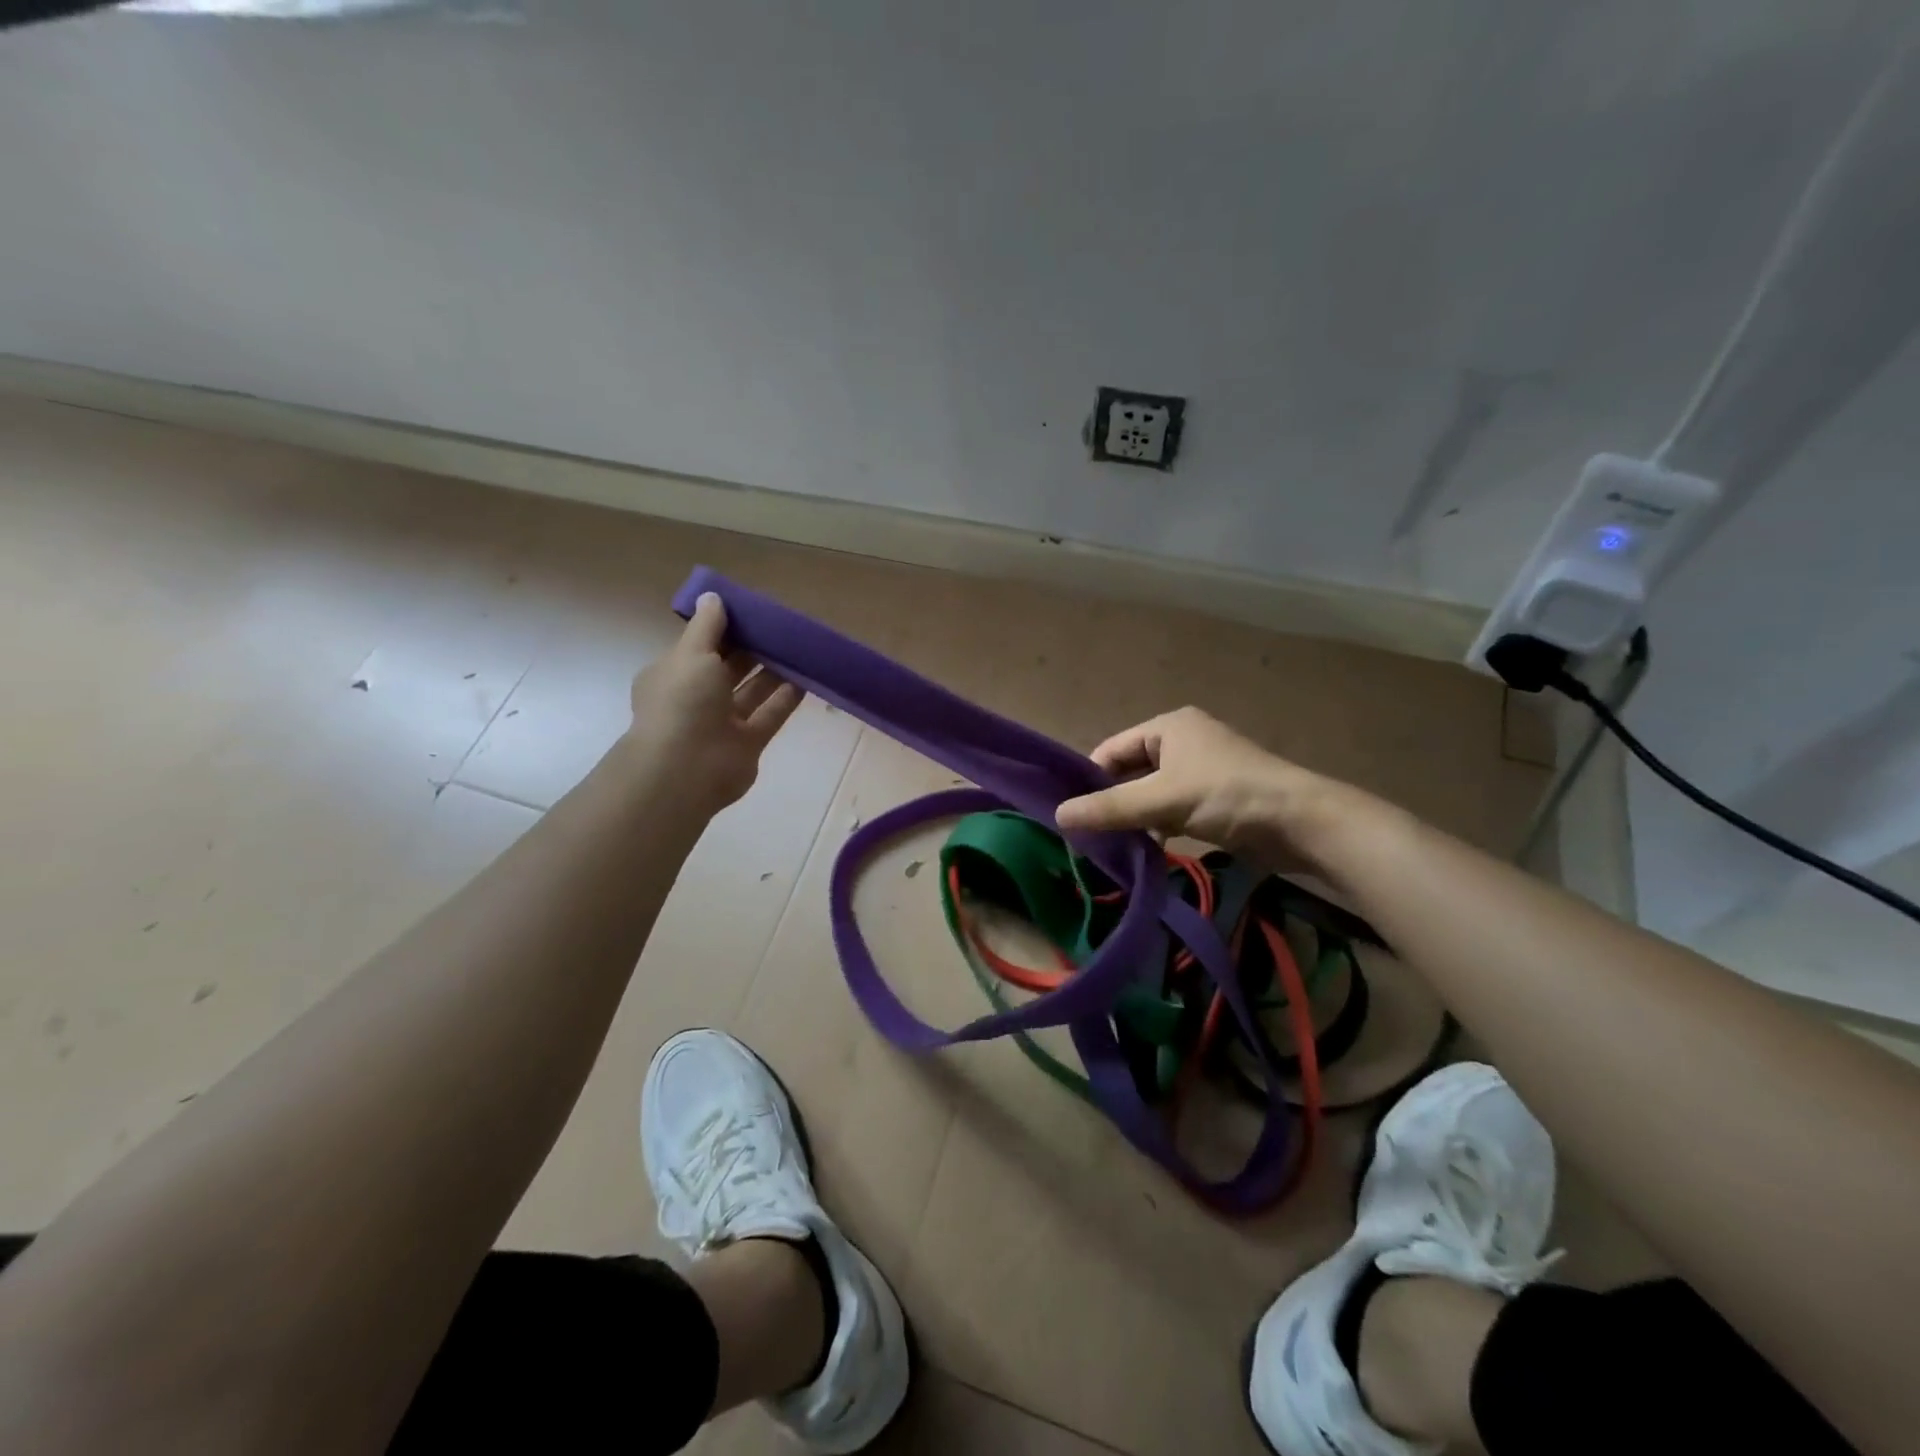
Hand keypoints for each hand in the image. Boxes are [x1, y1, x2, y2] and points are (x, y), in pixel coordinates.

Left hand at [623, 593, 802, 814]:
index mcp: (673, 675)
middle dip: (752, 649)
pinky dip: (786, 697)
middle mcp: (696, 698)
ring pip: (752, 691)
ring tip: (799, 648)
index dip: (722, 628)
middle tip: (781, 627)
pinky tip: (807, 677)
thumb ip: (707, 626)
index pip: (699, 646)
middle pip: (728, 668)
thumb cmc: (682, 703)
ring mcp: (723, 723)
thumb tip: (713, 597)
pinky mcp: (749, 743)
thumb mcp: (691, 654)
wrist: (687, 770)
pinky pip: (770, 714)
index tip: (749, 612)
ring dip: (773, 671)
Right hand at [1054, 706, 1369, 872]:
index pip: (1111, 749)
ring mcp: (1200, 772)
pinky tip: (1145, 851)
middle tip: (1085, 834)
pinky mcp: (1214, 800)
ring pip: (1150, 794)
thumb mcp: (1162, 799)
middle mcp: (1182, 742)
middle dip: (1110, 801)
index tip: (1070, 812)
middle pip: (1130, 772)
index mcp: (1168, 726)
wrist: (1301, 822)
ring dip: (1133, 818)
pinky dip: (1157, 828)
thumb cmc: (1227, 795)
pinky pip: (1171, 810)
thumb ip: (1109, 807)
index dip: (1089, 778)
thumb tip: (1057, 815)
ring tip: (1110, 847)